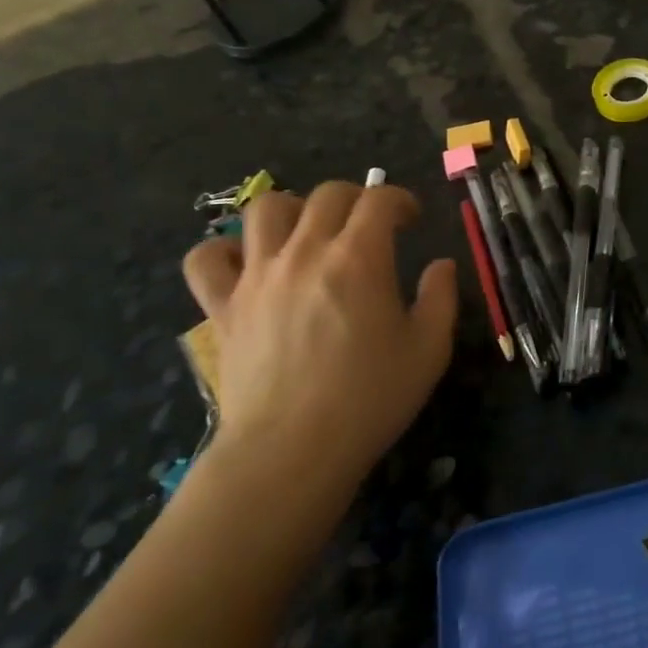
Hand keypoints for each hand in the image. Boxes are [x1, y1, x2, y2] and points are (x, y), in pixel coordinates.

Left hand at [182, 183, 457, 490]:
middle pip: (327, 194)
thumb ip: (441, 297)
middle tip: (368, 226)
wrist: (291, 452)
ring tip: (307, 233)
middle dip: (356, 199)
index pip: (380, 199)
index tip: (410, 219)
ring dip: (293, 210)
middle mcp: (305, 252)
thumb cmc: (368, 400)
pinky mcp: (223, 306)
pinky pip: (206, 258)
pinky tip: (245, 265)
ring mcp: (257, 276)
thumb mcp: (428, 350)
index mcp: (359, 258)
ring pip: (265, 208)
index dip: (400, 200)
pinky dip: (223, 251)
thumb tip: (441, 265)